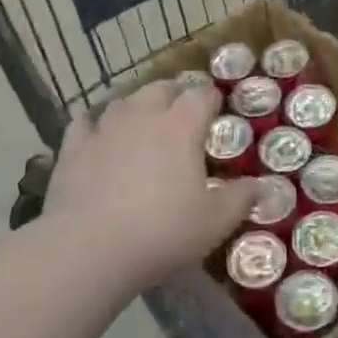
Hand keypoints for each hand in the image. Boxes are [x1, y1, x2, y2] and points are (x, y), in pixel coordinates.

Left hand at [42, 79, 259, 289]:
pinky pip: (85, 122)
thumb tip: (263, 186)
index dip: (211, 99)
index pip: (201, 95)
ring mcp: (104, 128)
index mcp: (181, 126)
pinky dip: (95, 125)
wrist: (88, 250)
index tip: (217, 109)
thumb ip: (241, 199)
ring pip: (124, 101)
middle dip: (175, 94)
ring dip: (137, 106)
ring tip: (143, 121)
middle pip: (161, 88)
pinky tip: (97, 135)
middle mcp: (143, 115)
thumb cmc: (161, 232)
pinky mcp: (73, 147)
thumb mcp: (214, 222)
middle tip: (182, 113)